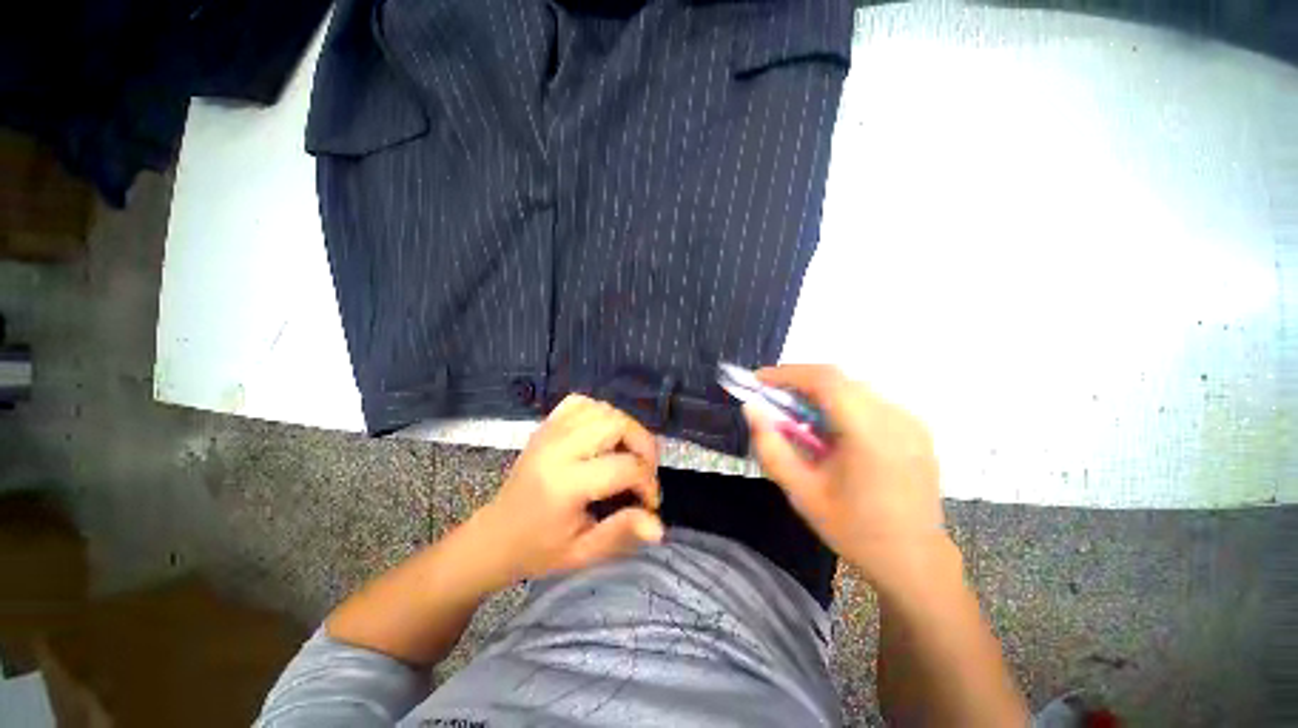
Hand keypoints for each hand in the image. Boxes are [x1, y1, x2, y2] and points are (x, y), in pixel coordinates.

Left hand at [475, 394, 663, 584]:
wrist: (495, 535)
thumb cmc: (538, 549)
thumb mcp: (581, 553)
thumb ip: (621, 533)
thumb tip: (659, 526)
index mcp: (566, 484)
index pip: (625, 467)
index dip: (648, 483)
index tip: (650, 502)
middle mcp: (558, 448)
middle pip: (617, 424)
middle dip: (643, 445)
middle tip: (646, 470)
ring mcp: (550, 431)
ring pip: (603, 409)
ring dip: (625, 428)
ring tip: (629, 453)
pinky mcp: (546, 425)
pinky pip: (581, 403)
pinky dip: (601, 413)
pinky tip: (604, 434)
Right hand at [745, 365, 947, 594]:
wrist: (914, 560)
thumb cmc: (854, 529)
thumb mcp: (801, 492)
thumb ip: (771, 447)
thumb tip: (751, 409)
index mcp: (869, 433)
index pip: (824, 380)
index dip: (787, 373)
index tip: (758, 379)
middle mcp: (895, 417)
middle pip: (839, 379)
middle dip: (799, 381)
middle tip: (772, 396)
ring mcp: (911, 421)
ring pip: (853, 387)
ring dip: (819, 392)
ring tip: (797, 413)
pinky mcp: (916, 428)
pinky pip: (869, 400)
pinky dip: (840, 402)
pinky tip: (829, 428)